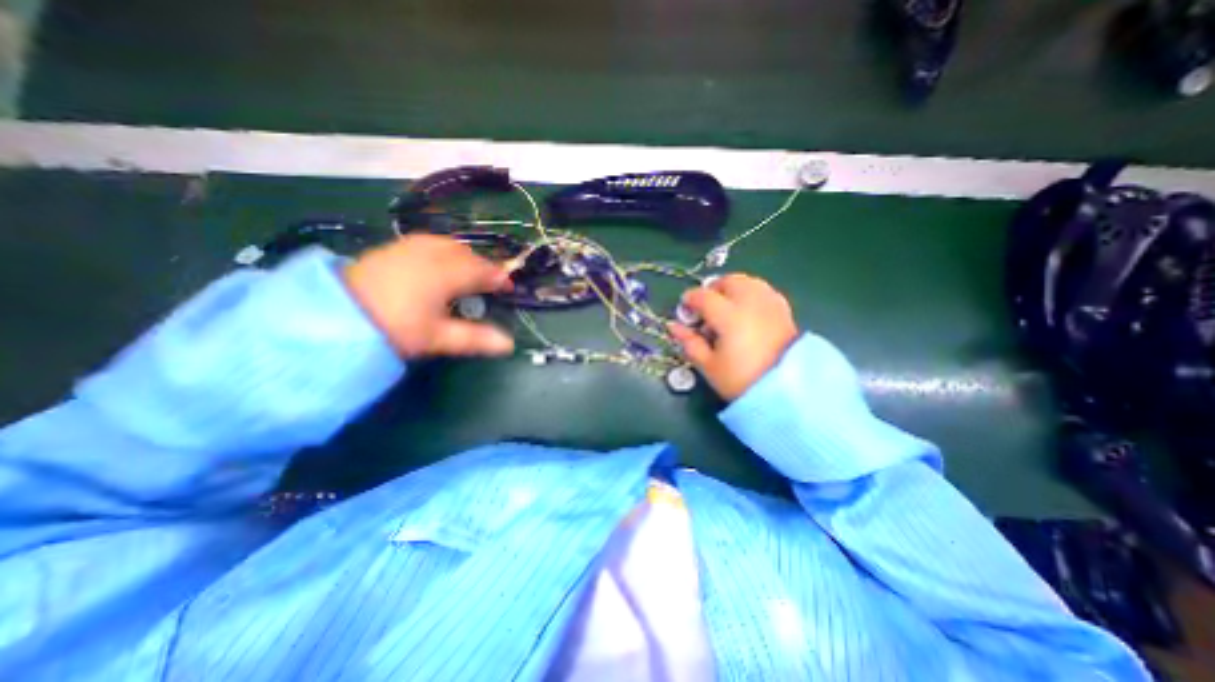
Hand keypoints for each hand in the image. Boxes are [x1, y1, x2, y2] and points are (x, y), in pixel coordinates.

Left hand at [342, 233, 514, 356]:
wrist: (334, 315)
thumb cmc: (394, 328)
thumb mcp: (437, 337)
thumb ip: (475, 338)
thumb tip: (509, 344)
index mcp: (446, 274)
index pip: (482, 270)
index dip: (498, 277)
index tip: (508, 288)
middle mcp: (431, 254)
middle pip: (467, 254)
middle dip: (482, 266)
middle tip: (488, 283)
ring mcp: (409, 247)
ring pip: (448, 244)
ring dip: (463, 256)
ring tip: (466, 272)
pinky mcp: (393, 247)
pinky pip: (428, 242)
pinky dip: (443, 250)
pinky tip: (438, 263)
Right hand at [662, 271, 798, 398]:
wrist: (787, 391)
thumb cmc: (741, 380)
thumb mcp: (709, 366)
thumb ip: (689, 343)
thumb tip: (673, 326)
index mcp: (729, 316)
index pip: (704, 296)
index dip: (690, 299)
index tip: (685, 309)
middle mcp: (751, 303)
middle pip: (728, 281)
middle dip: (712, 289)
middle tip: (705, 308)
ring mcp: (770, 304)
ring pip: (748, 281)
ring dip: (732, 288)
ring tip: (726, 307)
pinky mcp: (783, 310)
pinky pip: (763, 290)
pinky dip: (750, 293)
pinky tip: (746, 310)